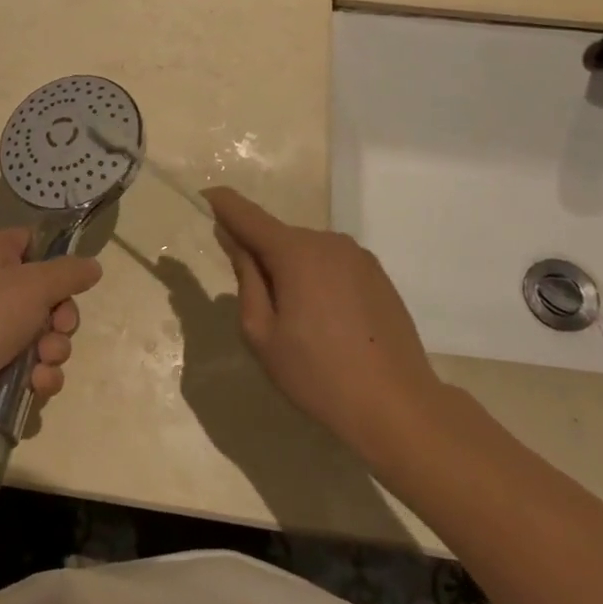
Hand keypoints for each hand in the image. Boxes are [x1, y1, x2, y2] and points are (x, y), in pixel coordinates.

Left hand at [0, 230, 99, 473]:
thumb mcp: (32, 284)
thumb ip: (69, 273)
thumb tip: (93, 265)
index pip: (35, 242)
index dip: (57, 258)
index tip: (73, 278)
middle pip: (51, 296)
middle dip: (63, 318)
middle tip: (58, 328)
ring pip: (47, 337)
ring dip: (54, 352)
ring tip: (42, 362)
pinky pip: (35, 368)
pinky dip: (41, 377)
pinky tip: (35, 385)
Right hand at [204, 187, 445, 455]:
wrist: (398, 407)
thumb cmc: (317, 374)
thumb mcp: (262, 333)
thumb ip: (245, 279)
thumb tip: (234, 240)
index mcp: (296, 252)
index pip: (248, 215)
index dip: (223, 204)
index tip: (205, 196)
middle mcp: (328, 242)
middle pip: (278, 237)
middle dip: (259, 255)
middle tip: (257, 306)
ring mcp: (358, 256)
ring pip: (306, 252)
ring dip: (290, 270)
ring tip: (297, 322)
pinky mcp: (378, 275)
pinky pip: (331, 265)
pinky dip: (317, 280)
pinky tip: (326, 322)